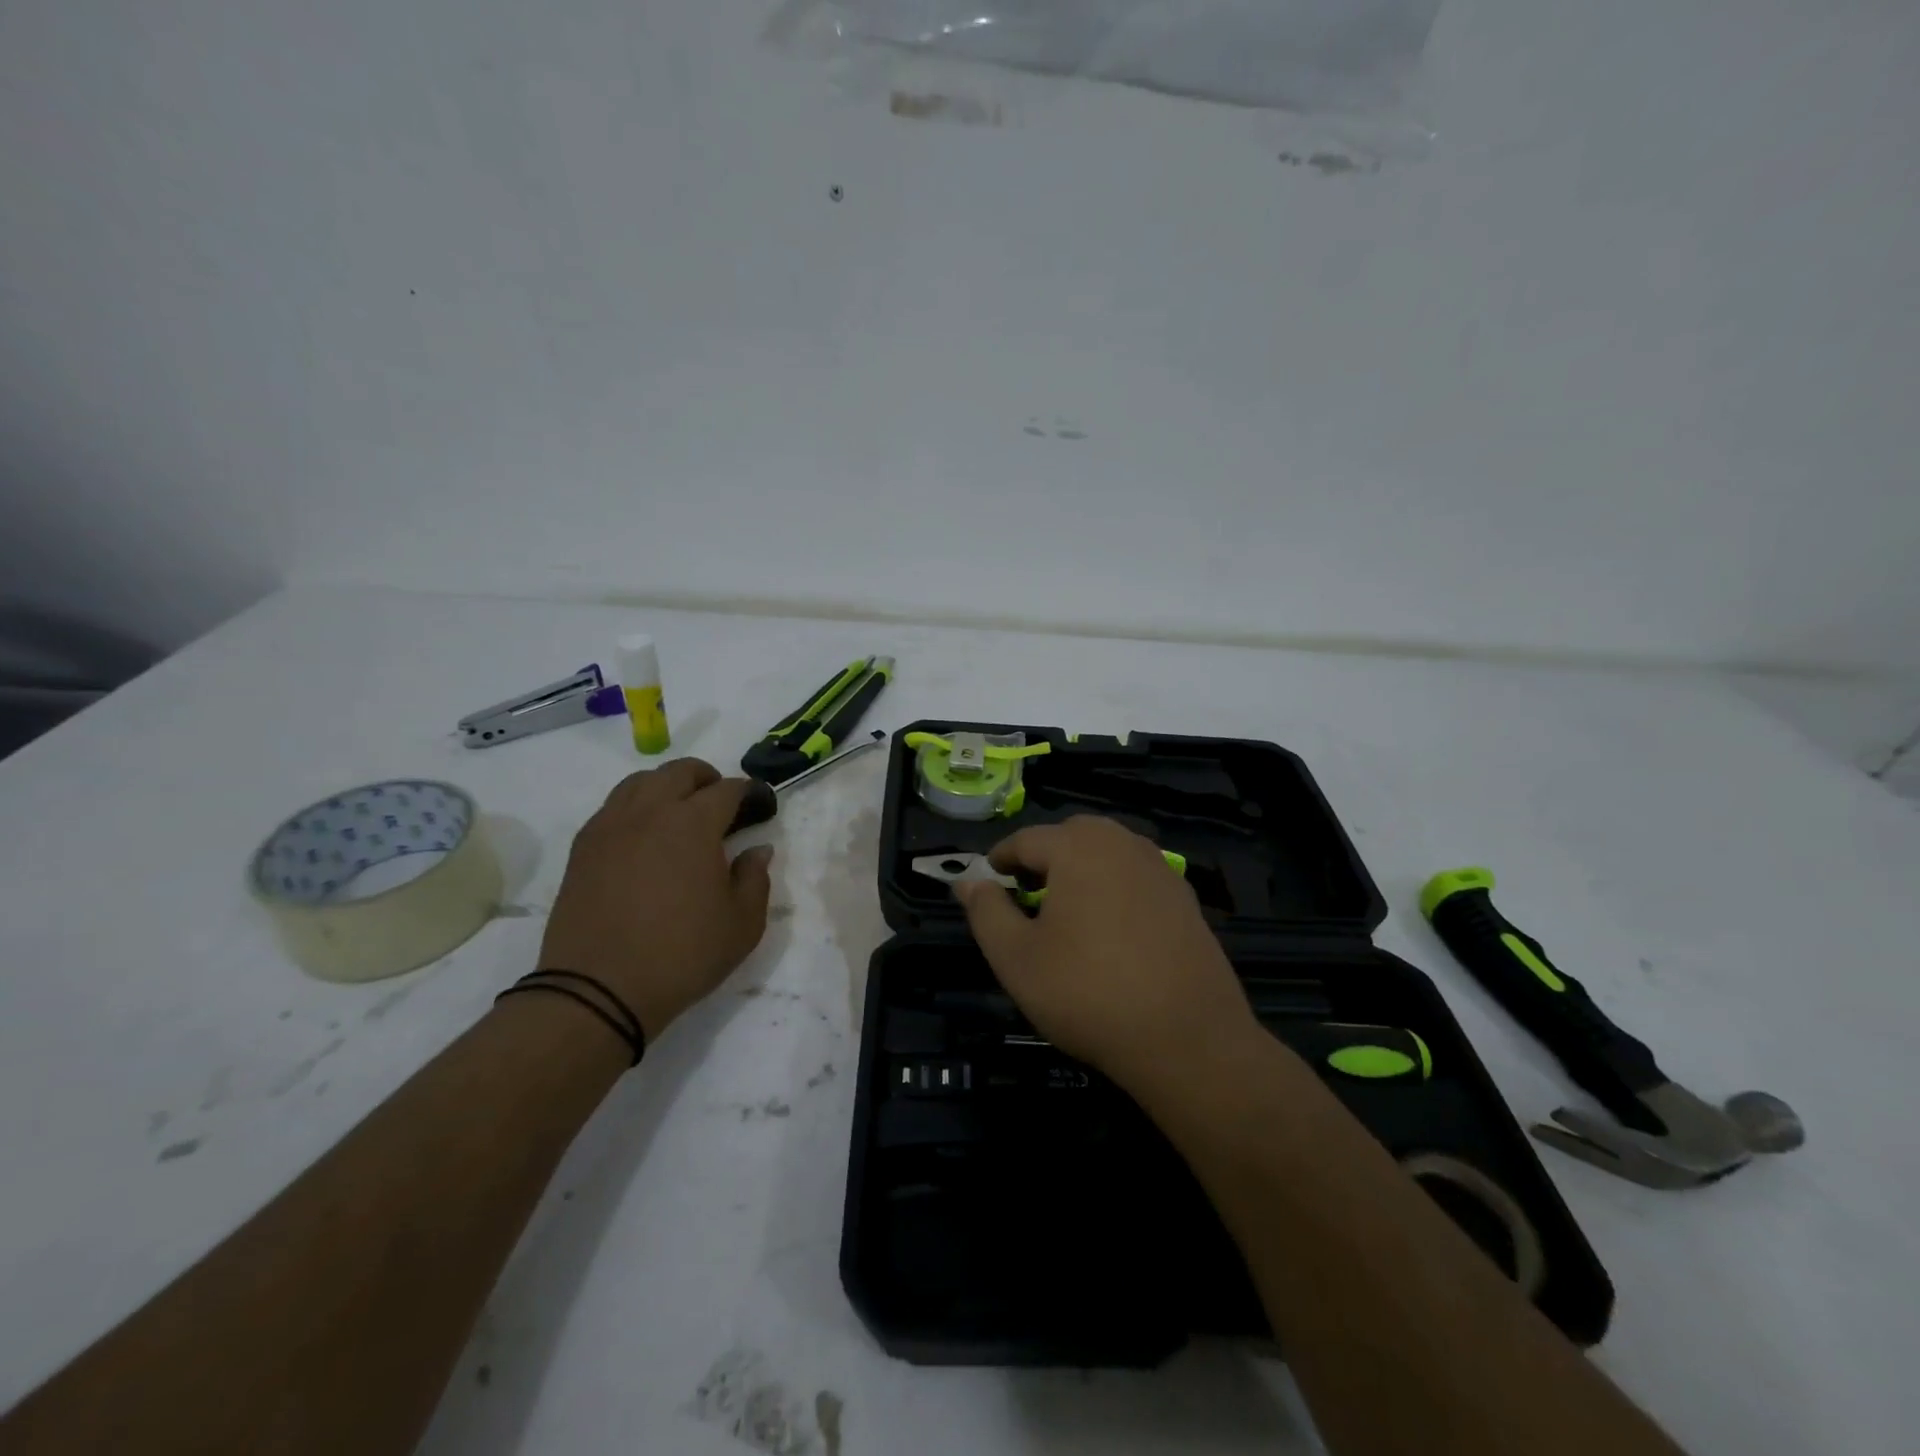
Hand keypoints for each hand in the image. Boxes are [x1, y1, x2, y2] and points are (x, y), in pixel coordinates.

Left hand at [538, 759, 772, 1040]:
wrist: (598, 991)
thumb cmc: (682, 955)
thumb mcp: (742, 925)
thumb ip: (756, 878)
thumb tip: (757, 849)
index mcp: (693, 823)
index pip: (727, 789)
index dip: (749, 793)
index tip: (761, 806)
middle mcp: (650, 812)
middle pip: (680, 772)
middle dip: (707, 779)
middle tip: (721, 804)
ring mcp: (611, 827)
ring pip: (640, 782)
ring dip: (667, 786)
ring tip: (679, 812)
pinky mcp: (583, 848)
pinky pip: (612, 808)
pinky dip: (635, 807)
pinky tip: (644, 836)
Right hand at [955, 816, 1257, 1092]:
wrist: (1187, 1039)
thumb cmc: (1087, 992)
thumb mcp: (1016, 957)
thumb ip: (986, 911)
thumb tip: (967, 882)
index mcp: (1078, 847)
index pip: (1025, 840)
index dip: (999, 860)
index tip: (987, 884)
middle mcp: (1122, 843)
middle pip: (1070, 836)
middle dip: (1042, 858)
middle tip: (1026, 896)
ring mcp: (1160, 869)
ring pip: (1107, 852)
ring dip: (1081, 869)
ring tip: (1067, 912)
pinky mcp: (1185, 898)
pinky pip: (1136, 877)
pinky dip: (1114, 888)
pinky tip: (1112, 929)